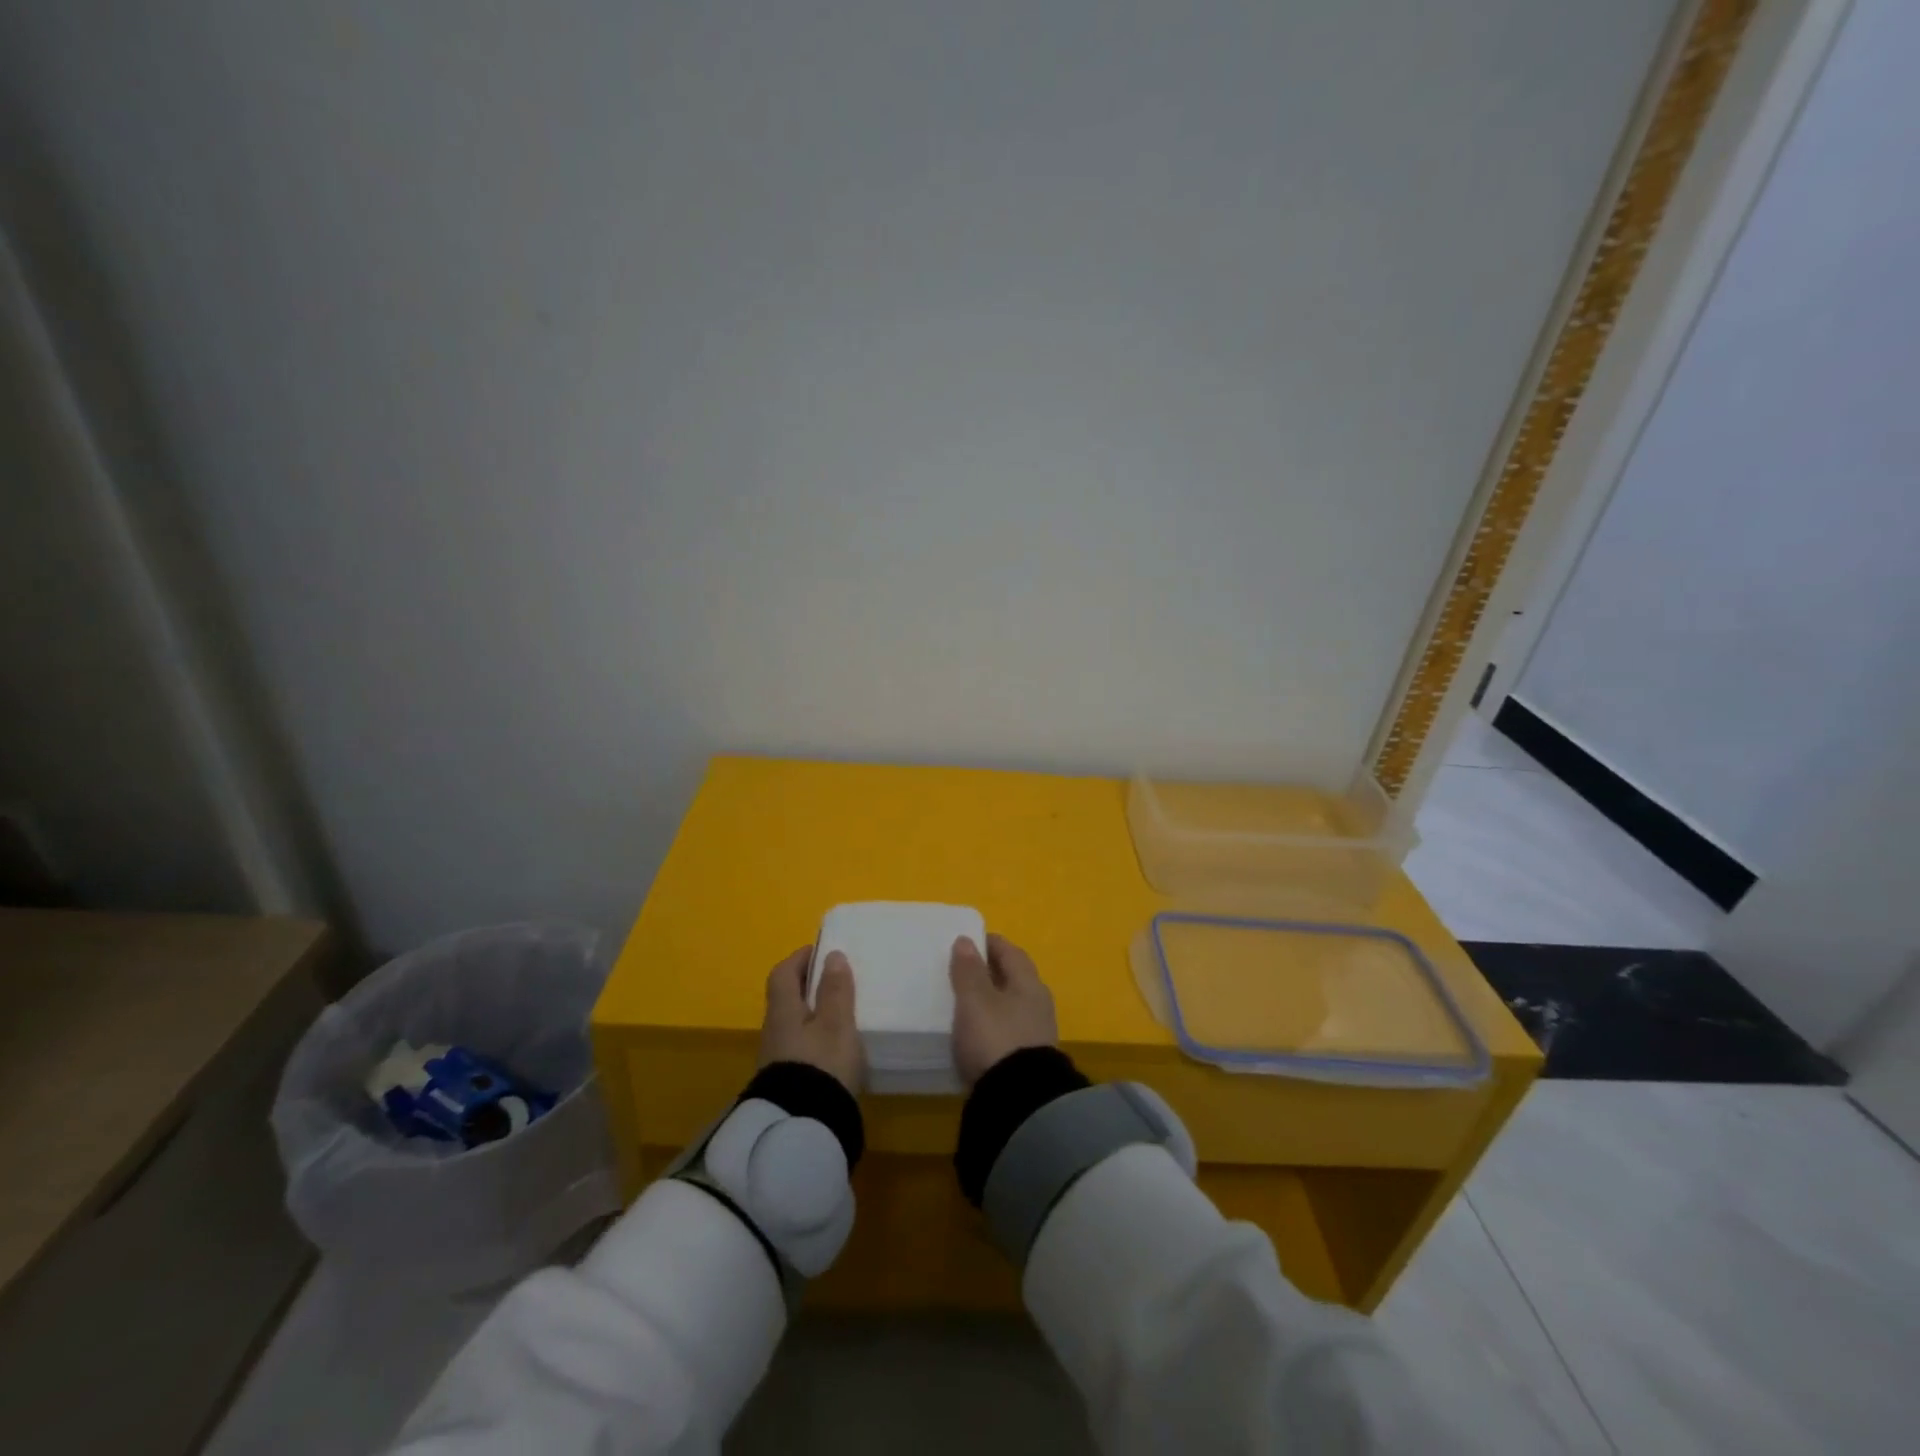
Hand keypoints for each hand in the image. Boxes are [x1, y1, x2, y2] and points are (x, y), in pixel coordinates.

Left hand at [760, 946, 864, 1094]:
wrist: (802, 1128)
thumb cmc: (822, 1065)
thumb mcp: (837, 1024)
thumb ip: (835, 990)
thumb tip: (832, 956)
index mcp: (783, 1011)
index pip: (782, 974)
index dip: (799, 958)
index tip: (820, 951)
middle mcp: (773, 1031)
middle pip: (785, 998)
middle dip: (807, 984)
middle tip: (834, 979)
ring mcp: (776, 1059)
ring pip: (792, 1023)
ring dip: (811, 1012)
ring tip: (839, 1011)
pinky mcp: (786, 1081)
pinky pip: (798, 1045)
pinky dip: (813, 1036)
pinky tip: (833, 1045)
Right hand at [949, 934, 1058, 1085]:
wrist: (1019, 1102)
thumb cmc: (996, 1039)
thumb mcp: (975, 1001)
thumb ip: (969, 971)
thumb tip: (966, 940)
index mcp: (1029, 983)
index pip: (1010, 952)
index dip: (990, 943)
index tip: (968, 940)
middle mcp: (1038, 1004)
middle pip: (1013, 978)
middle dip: (991, 971)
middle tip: (962, 970)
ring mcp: (1036, 1033)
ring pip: (1011, 1005)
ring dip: (991, 1000)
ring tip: (964, 1002)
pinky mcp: (1028, 1060)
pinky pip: (1008, 1030)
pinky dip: (992, 1024)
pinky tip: (975, 1032)